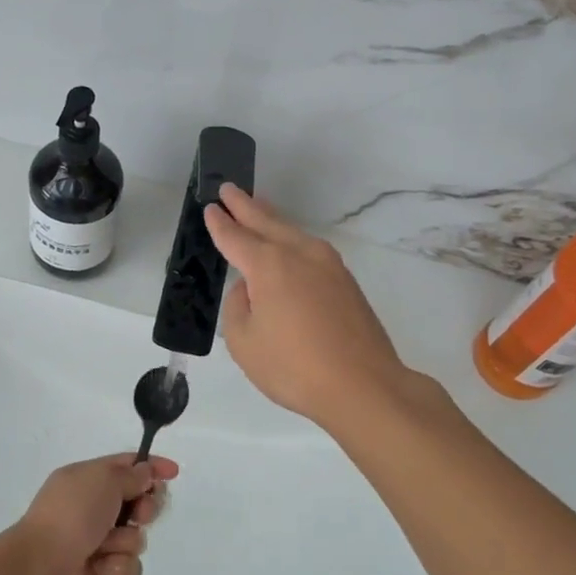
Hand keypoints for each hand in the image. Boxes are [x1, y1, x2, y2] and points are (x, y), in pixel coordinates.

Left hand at [7, 453, 178, 574]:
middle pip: (138, 503)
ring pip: (136, 538)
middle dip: (145, 509)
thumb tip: (146, 472)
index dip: (151, 468)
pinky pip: (129, 568)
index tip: (173, 472)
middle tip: (139, 514)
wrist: (41, 570)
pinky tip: (100, 570)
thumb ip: (131, 475)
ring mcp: (97, 544)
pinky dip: (117, 568)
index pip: (127, 467)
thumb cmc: (71, 515)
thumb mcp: (103, 479)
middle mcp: (94, 510)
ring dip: (125, 542)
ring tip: (104, 547)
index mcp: (88, 480)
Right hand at [205, 183, 416, 431]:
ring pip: (292, 231)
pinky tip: (288, 243)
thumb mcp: (245, 342)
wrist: (364, 386)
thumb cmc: (295, 367)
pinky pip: (309, 248)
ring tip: (257, 205)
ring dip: (271, 217)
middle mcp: (299, 254)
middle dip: (245, 205)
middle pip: (266, 221)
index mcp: (269, 265)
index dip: (220, 223)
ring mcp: (328, 264)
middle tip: (228, 189)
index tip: (210, 207)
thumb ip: (238, 307)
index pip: (236, 237)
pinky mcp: (346, 280)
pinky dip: (291, 238)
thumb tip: (251, 288)